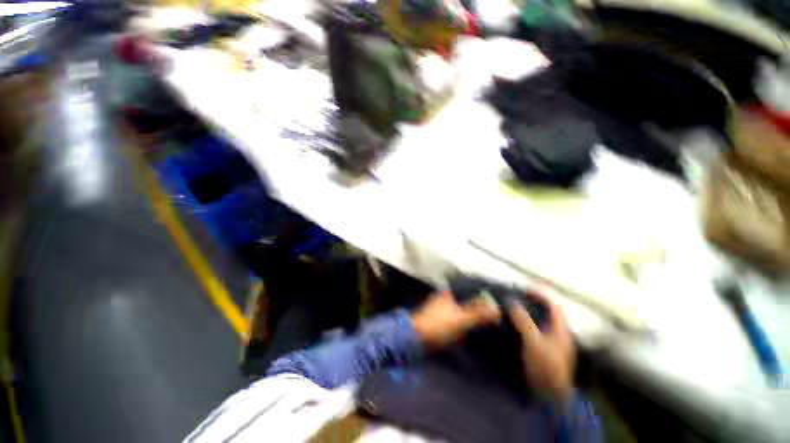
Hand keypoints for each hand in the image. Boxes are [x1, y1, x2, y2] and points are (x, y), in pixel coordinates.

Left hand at [412, 291, 500, 349]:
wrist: (416, 337)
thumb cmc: (438, 325)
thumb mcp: (460, 319)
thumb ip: (478, 313)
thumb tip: (497, 309)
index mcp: (450, 292)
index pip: (470, 287)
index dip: (483, 291)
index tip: (498, 296)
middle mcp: (446, 295)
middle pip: (467, 296)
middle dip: (480, 300)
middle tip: (497, 306)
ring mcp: (443, 305)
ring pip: (463, 304)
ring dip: (474, 308)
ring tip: (491, 314)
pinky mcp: (441, 316)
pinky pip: (459, 312)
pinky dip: (467, 315)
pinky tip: (476, 321)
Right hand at [509, 286, 575, 407]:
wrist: (550, 396)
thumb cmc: (546, 367)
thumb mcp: (534, 343)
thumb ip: (524, 322)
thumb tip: (511, 302)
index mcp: (561, 330)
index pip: (554, 306)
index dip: (542, 295)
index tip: (526, 288)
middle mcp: (557, 334)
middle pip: (546, 312)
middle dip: (532, 302)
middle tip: (515, 297)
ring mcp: (551, 343)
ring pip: (539, 322)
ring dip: (527, 312)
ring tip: (512, 307)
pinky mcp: (543, 350)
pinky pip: (533, 330)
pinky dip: (524, 324)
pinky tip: (513, 324)